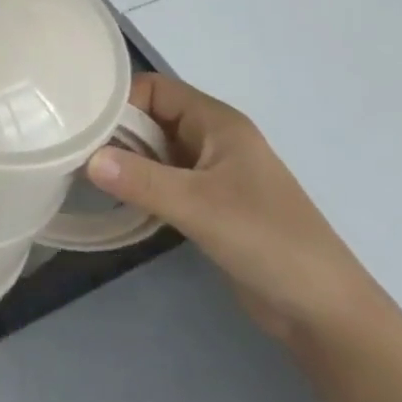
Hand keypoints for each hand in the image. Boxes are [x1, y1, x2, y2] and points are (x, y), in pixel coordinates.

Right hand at [88, 73, 383, 344]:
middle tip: (76, 150)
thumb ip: (141, 180)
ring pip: (156, 151)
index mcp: (218, 123)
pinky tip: (116, 199)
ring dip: (126, 160)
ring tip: (86, 173)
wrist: (325, 312)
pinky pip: (163, 180)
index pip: (156, 89)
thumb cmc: (268, 241)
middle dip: (117, 131)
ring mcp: (212, 173)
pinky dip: (139, 184)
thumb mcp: (199, 206)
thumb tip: (86, 158)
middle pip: (153, 117)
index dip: (121, 100)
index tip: (84, 123)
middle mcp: (213, 139)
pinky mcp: (209, 204)